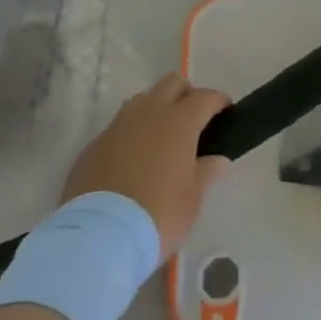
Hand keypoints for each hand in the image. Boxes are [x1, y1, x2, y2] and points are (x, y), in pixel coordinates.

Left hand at [63, 75, 232, 256]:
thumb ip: (206, 172)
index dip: (218, 101)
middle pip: (172, 83)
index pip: (205, 97)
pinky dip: (131, 133)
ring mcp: (118, 126)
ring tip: (162, 137)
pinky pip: (119, 126)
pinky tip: (133, 159)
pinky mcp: (94, 144)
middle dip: (186, 94)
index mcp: (179, 122)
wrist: (98, 235)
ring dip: (156, 108)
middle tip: (194, 119)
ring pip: (142, 100)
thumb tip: (218, 159)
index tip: (226, 112)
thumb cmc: (158, 214)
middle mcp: (148, 113)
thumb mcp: (192, 198)